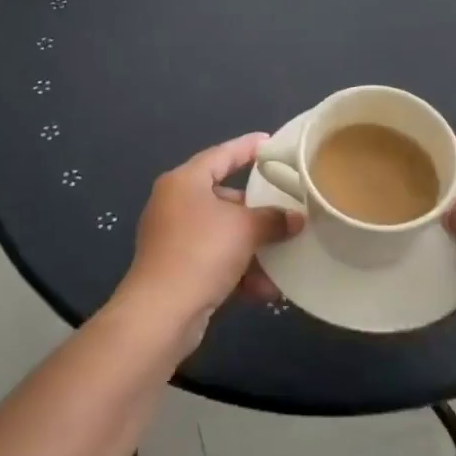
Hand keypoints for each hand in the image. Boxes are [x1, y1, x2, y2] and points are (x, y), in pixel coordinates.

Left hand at [120, 134, 300, 346]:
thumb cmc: (202, 252)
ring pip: (222, 234)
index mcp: (184, 181)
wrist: (161, 314)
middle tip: (286, 210)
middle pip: (224, 198)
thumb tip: (295, 219)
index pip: (221, 154)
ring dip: (252, 248)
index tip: (271, 142)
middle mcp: (175, 204)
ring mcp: (173, 238)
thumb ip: (273, 219)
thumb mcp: (245, 229)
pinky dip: (238, 271)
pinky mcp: (176, 269)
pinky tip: (264, 290)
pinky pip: (214, 261)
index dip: (248, 147)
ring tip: (282, 259)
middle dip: (257, 211)